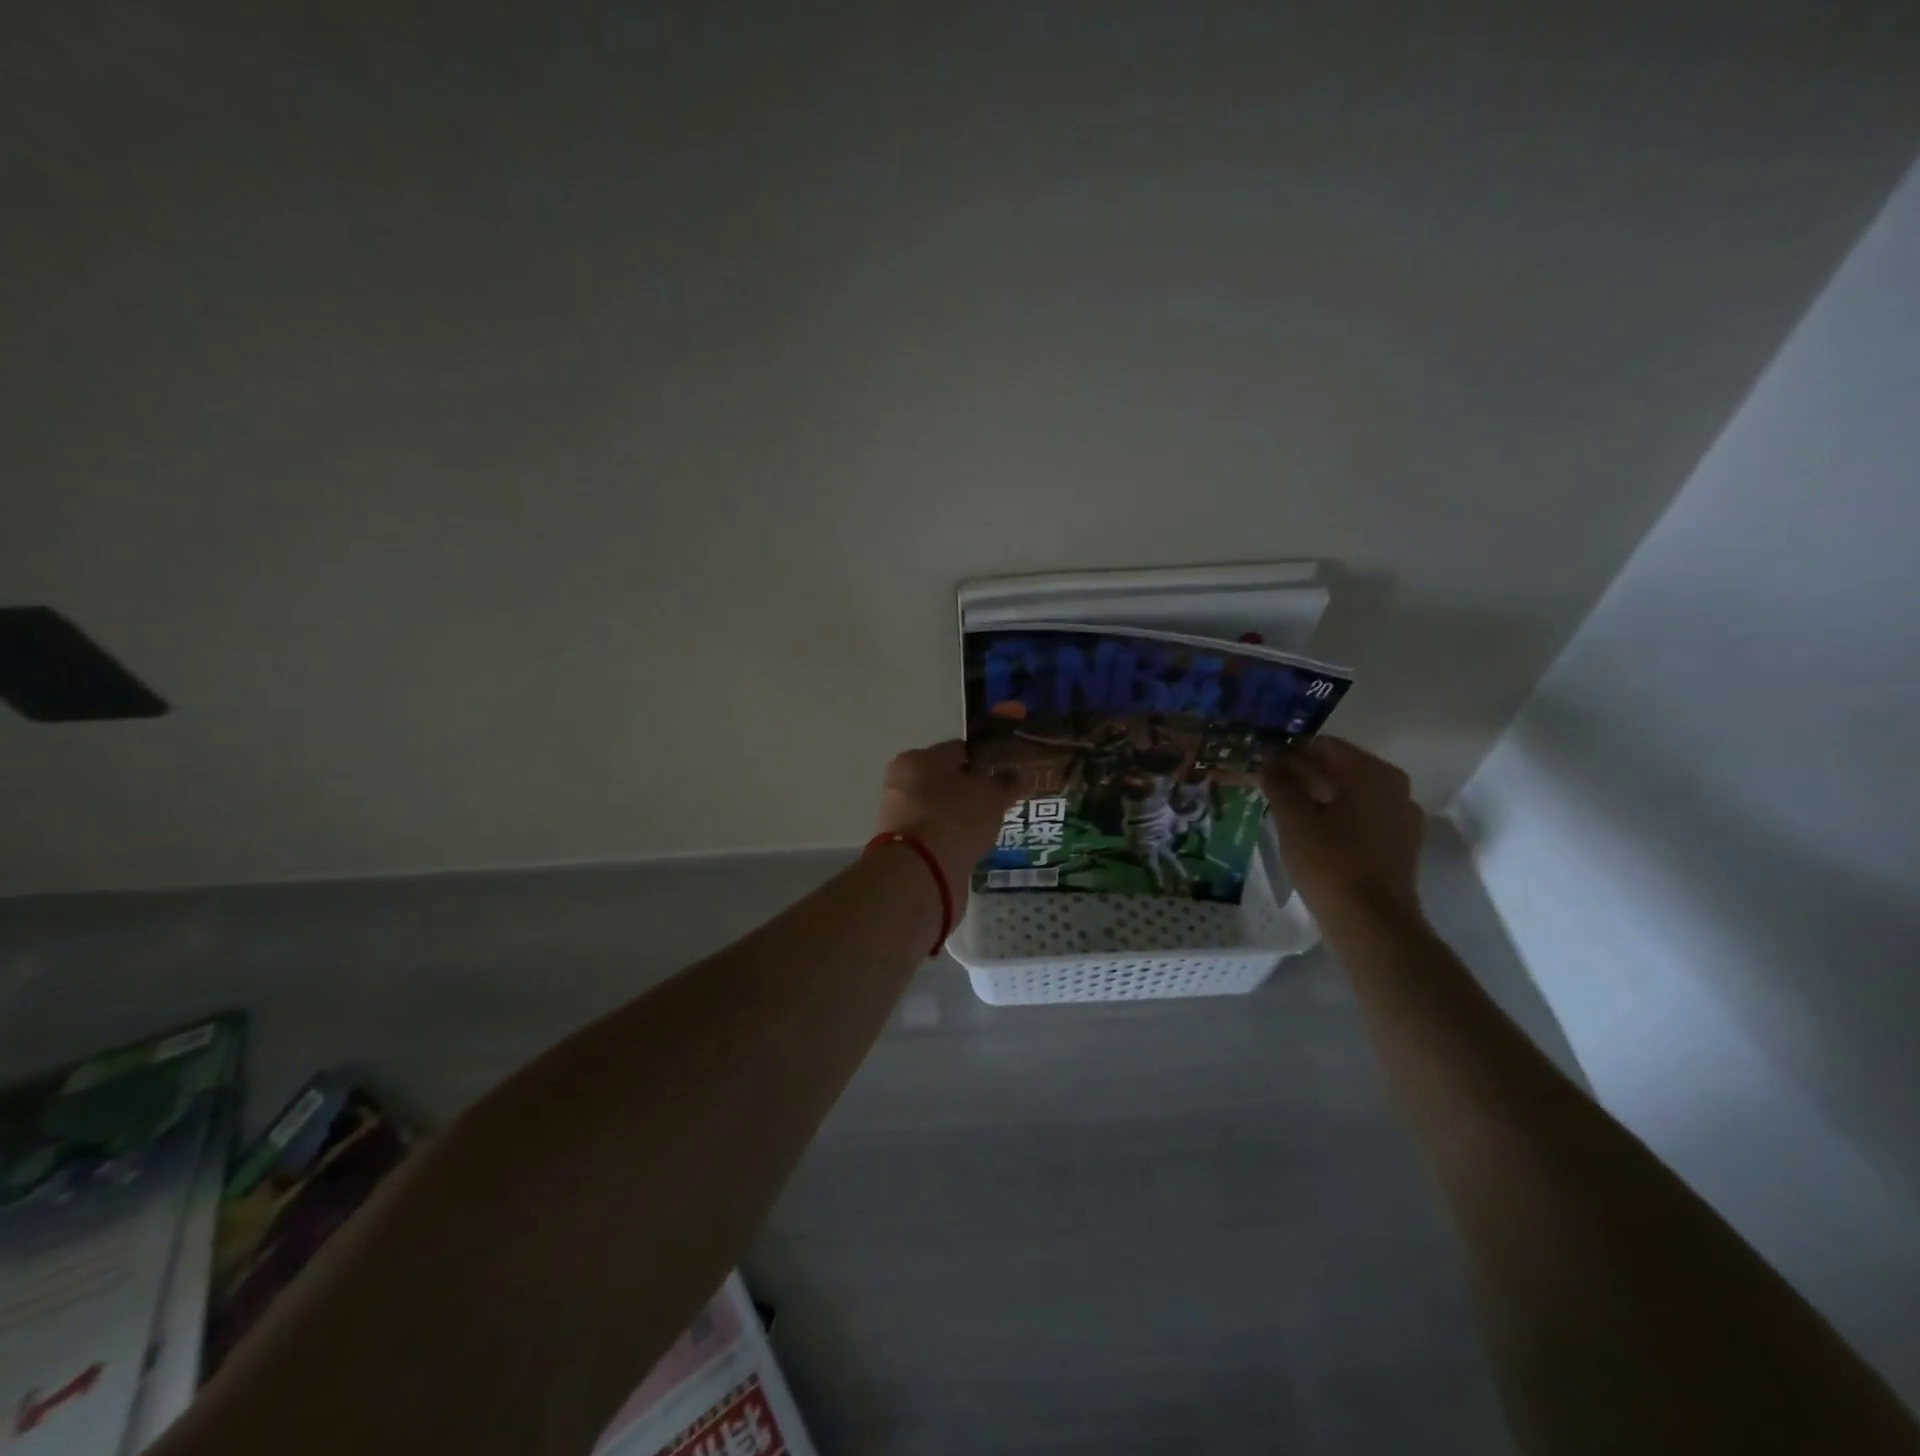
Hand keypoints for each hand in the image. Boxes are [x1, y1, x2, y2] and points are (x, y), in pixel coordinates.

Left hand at [875, 741, 1022, 905]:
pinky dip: (952, 837)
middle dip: (972, 790)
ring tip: (990, 827)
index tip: (1008, 775)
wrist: (919, 873)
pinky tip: (972, 845)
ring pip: (940, 808)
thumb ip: (1007, 783)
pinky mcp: (903, 846)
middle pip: (946, 780)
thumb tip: (1020, 775)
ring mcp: (898, 816)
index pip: (959, 750)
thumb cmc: (954, 819)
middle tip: (1001, 803)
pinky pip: (935, 833)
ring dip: (962, 815)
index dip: (986, 760)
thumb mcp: (991, 796)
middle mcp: (901, 782)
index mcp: (917, 759)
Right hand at [1261, 737, 1425, 923]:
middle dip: (1304, 772)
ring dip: (1319, 794)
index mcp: (1372, 772)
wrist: (1371, 923)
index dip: (1290, 751)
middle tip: (1268, 782)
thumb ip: (1279, 782)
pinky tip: (1312, 830)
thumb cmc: (1330, 862)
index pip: (1324, 746)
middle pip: (1340, 768)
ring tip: (1285, 806)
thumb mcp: (1294, 819)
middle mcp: (1394, 787)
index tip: (1263, 761)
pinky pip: (1362, 817)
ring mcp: (1401, 816)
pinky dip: (1337, 816)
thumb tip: (1269, 760)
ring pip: (1352, 793)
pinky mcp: (1400, 844)